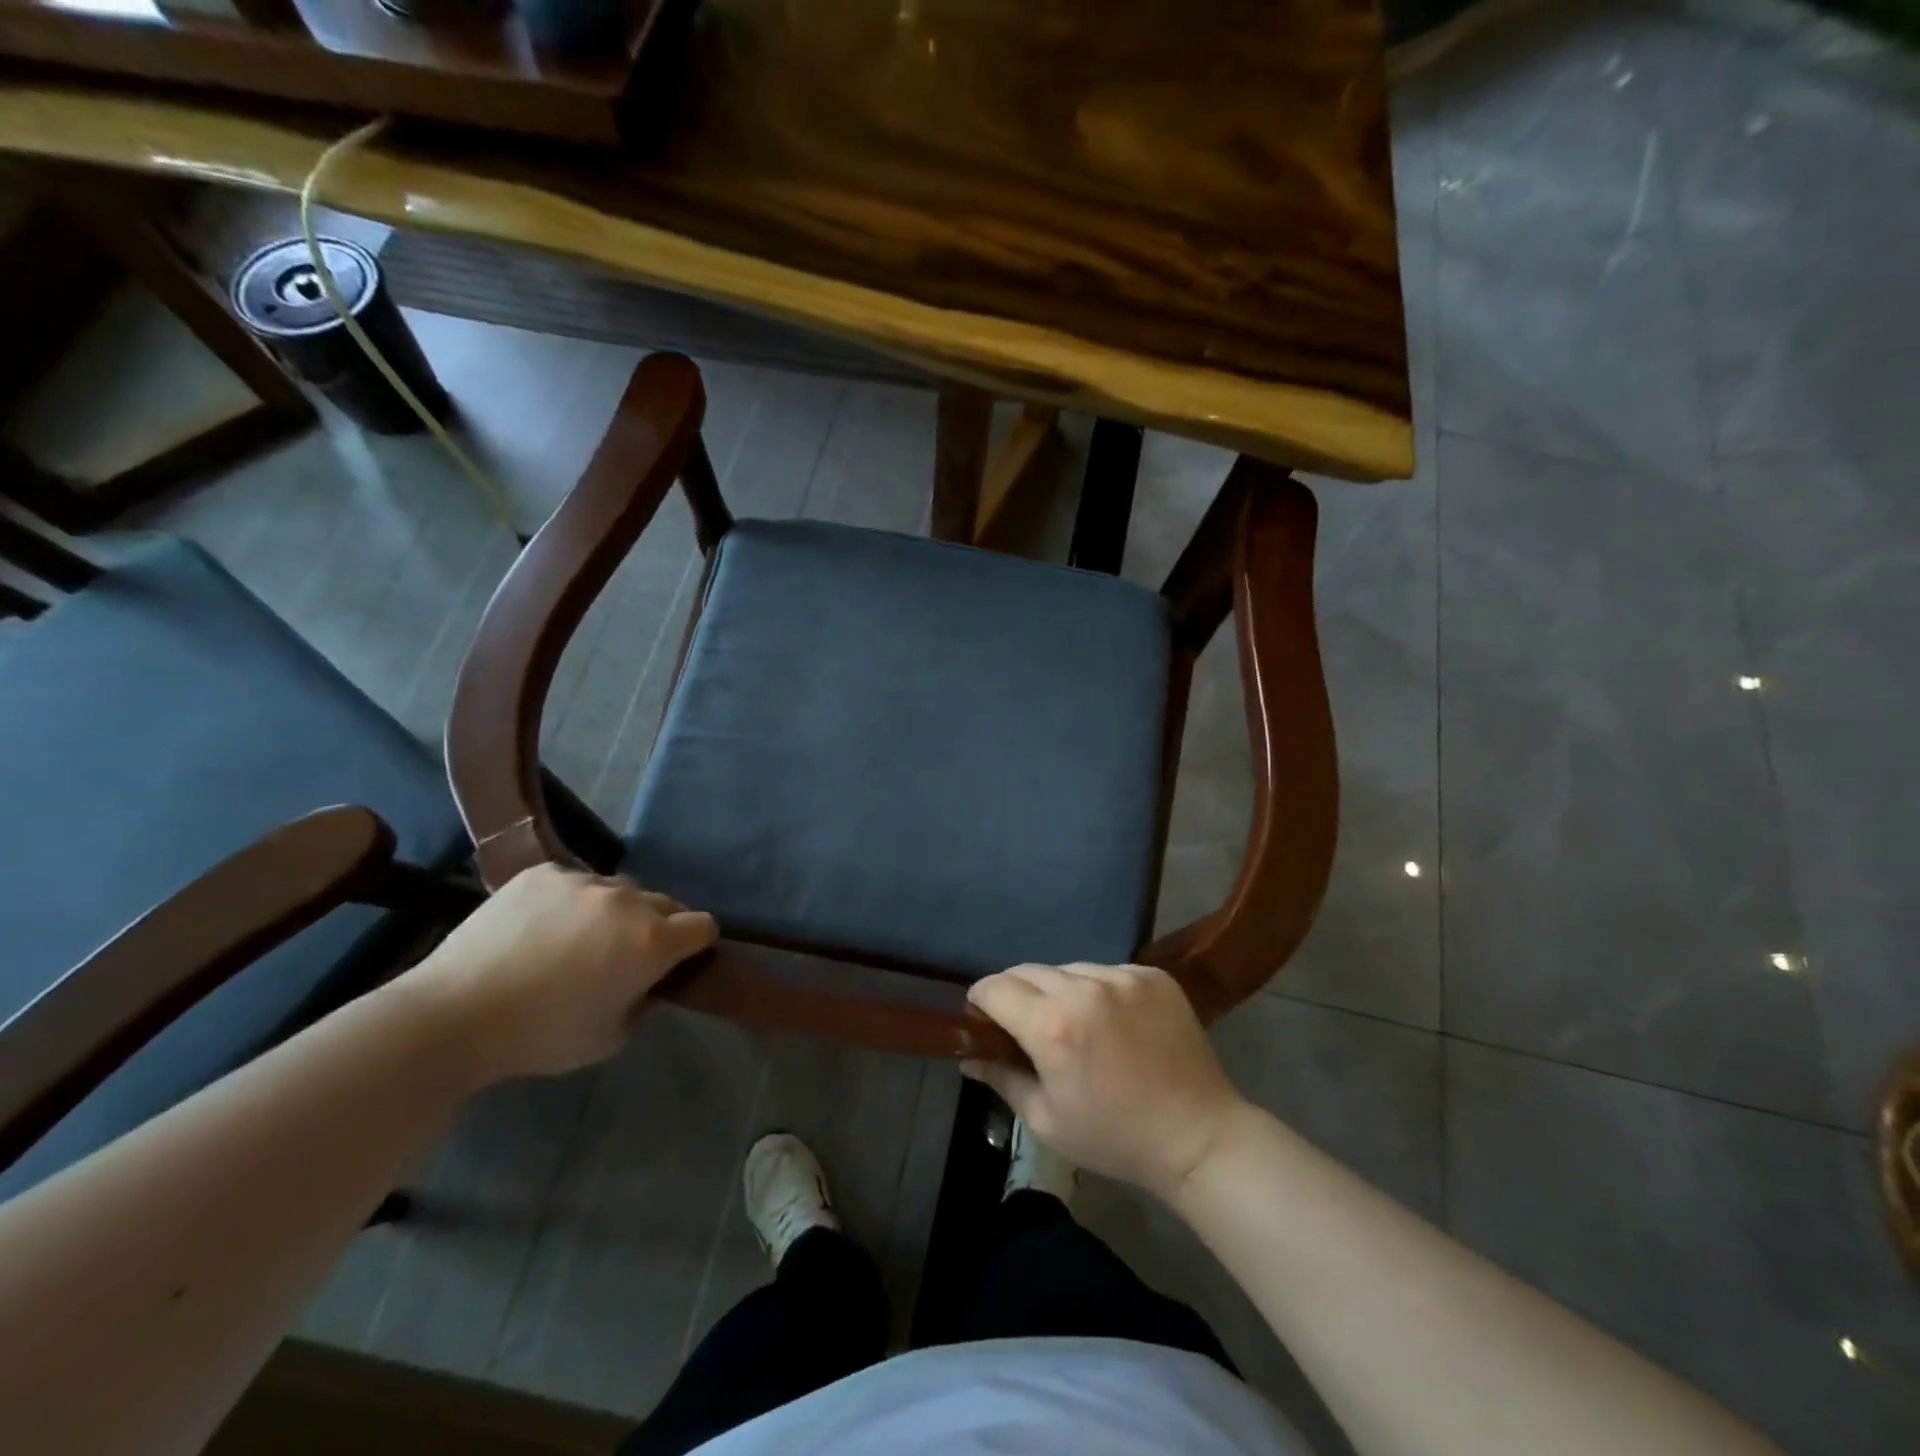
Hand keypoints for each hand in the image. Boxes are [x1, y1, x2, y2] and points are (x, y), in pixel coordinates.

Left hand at [399, 864, 716, 1083]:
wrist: (453, 1015)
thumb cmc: (541, 1036)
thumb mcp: (611, 1038)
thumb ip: (644, 1004)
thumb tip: (645, 984)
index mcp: (652, 940)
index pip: (704, 925)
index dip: (697, 944)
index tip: (678, 961)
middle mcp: (627, 900)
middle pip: (666, 903)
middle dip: (658, 926)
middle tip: (626, 955)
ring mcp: (583, 880)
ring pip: (619, 890)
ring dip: (615, 911)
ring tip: (579, 938)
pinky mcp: (543, 872)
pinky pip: (574, 881)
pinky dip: (571, 901)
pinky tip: (541, 926)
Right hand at [963, 963, 1247, 1201]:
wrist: (1199, 1137)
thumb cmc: (1115, 1138)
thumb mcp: (1047, 1121)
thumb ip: (1002, 1078)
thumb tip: (968, 1055)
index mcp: (1053, 1025)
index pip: (995, 987)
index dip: (980, 1002)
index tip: (983, 1020)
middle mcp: (1085, 988)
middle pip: (1028, 971)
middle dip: (1016, 993)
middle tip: (1025, 1027)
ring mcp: (1123, 976)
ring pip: (1068, 969)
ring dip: (1059, 990)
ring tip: (1075, 1024)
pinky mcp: (1153, 975)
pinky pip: (1107, 971)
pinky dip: (1099, 989)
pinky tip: (1113, 1021)